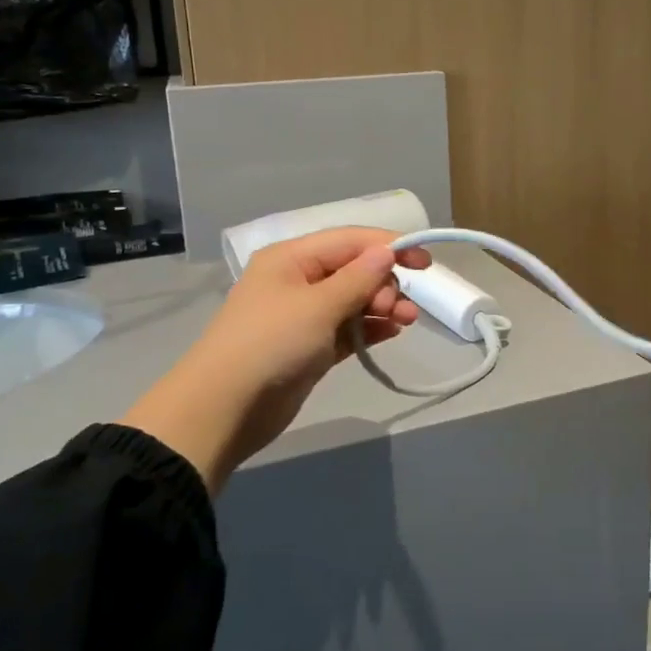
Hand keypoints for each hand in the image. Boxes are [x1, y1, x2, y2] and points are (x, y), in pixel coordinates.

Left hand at [122, 227, 430, 488]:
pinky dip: (369, 327)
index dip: (390, 246)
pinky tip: (392, 332)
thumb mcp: (318, 306)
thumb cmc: (270, 344)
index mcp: (292, 258)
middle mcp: (298, 280)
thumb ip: (358, 278)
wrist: (225, 409)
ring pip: (353, 300)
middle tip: (402, 307)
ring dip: (382, 305)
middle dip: (385, 282)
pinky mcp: (310, 347)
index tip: (426, 262)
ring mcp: (303, 316)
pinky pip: (347, 328)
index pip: (350, 241)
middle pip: (354, 269)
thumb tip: (387, 250)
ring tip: (407, 321)